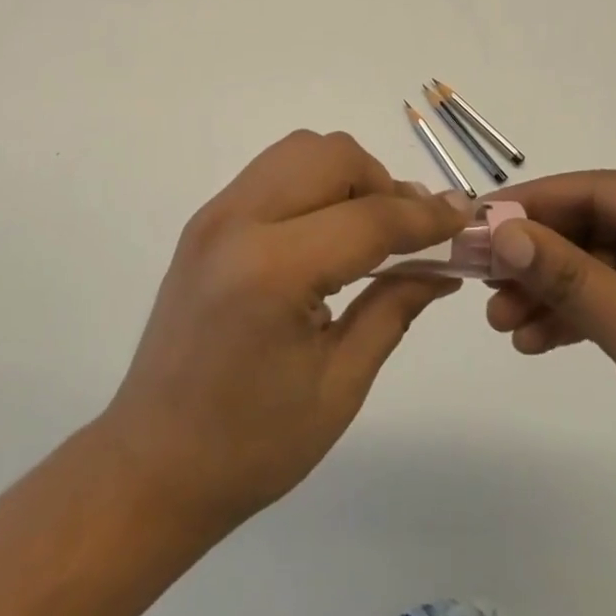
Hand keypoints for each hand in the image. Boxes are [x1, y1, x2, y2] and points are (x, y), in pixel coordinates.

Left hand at [98, 131, 465, 533]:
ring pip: (300, 150)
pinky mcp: (205, 221)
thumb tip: (445, 266)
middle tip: (407, 235)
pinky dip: (313, 184)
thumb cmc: (251, 445)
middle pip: (332, 156)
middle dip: (382, 184)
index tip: (465, 221)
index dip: (427, 217)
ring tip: (367, 230)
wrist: (150, 465)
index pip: (369, 216)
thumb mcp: (340, 384)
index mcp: (272, 270)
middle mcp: (238, 222)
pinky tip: (326, 234)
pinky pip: (273, 172)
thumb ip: (395, 307)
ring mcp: (214, 215)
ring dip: (347, 176)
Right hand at [484, 171, 615, 532]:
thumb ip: (566, 276)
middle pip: (585, 226)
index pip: (593, 190)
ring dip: (544, 291)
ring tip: (498, 321)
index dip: (530, 205)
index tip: (474, 224)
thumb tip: (499, 230)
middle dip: (533, 258)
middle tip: (478, 279)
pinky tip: (530, 340)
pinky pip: (604, 298)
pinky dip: (568, 317)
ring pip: (588, 264)